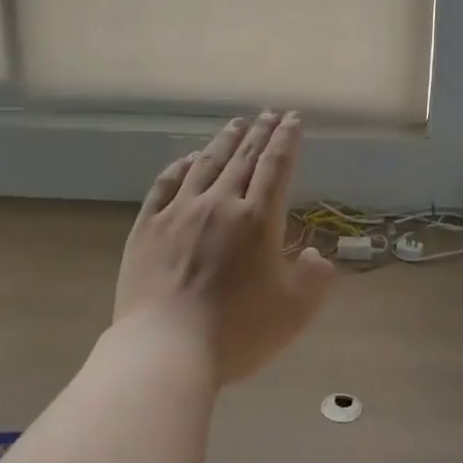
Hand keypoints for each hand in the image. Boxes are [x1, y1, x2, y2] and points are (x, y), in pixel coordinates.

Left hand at [114, 111, 334, 383]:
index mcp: (257, 219)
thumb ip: (314, 276)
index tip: (292, 118)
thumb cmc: (237, 331)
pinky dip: (180, 166)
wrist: (166, 349)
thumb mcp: (295, 310)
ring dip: (224, 141)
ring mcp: (179, 213)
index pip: (276, 166)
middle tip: (268, 113)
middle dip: (259, 132)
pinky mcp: (147, 228)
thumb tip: (312, 254)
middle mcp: (219, 204)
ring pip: (205, 164)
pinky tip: (187, 159)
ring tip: (236, 124)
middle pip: (243, 158)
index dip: (286, 139)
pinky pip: (165, 185)